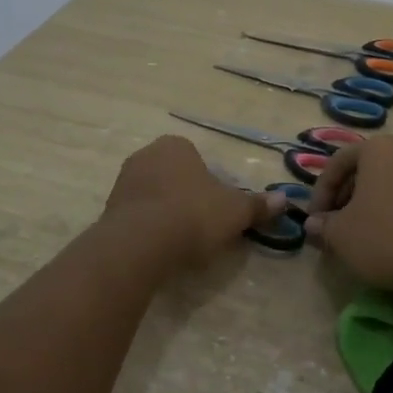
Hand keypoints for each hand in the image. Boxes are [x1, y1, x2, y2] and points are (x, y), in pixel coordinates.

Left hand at [103, 135, 284, 270]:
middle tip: (202, 225)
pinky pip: (137, 214)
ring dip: (166, 212)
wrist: (141, 243)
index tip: (218, 209)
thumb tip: (284, 199)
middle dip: (187, 196)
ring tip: (181, 240)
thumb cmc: (193, 215)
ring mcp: (123, 181)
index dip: (211, 184)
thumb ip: (258, 205)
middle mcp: (146, 155)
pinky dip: (148, 227)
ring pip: (153, 194)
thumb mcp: (235, 211)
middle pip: (174, 176)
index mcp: (176, 146)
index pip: (197, 159)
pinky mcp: (108, 208)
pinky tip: (159, 247)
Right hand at [303, 136, 392, 291]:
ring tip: (356, 234)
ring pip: (387, 183)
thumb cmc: (384, 237)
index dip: (321, 191)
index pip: (338, 162)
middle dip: (344, 197)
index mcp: (379, 149)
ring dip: (367, 204)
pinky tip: (384, 237)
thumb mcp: (340, 234)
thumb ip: (323, 225)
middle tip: (333, 225)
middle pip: (364, 169)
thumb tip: (314, 224)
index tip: (315, 218)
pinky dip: (391, 210)